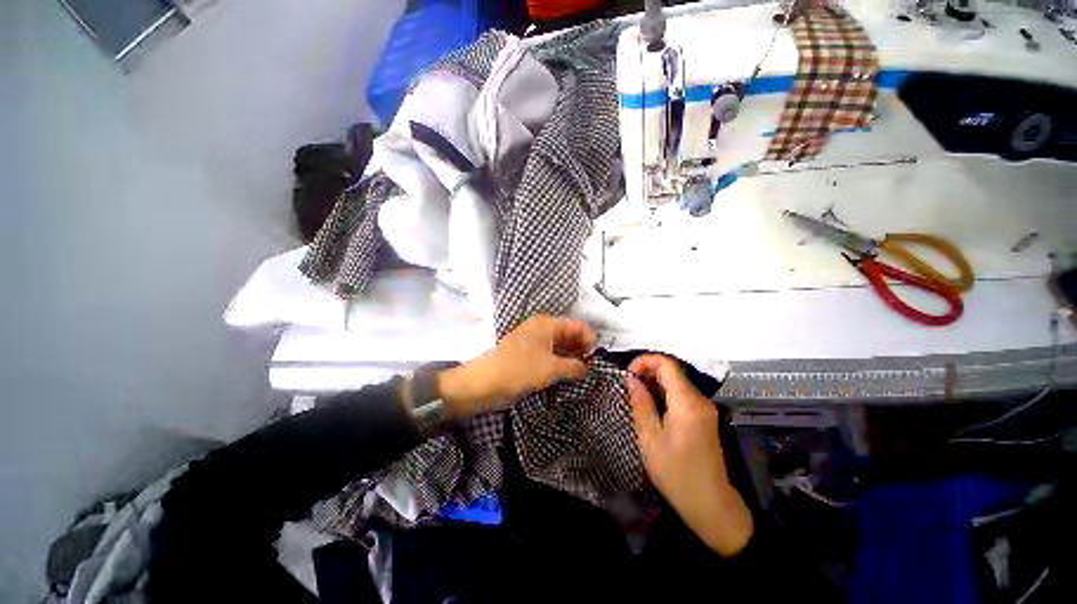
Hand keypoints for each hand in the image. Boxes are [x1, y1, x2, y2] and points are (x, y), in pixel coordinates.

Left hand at [437, 316, 595, 417]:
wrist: (485, 383)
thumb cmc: (520, 370)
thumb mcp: (551, 368)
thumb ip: (574, 367)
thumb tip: (588, 368)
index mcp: (547, 324)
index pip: (577, 326)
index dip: (590, 340)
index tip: (597, 359)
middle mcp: (542, 329)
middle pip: (569, 335)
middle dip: (582, 349)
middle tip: (593, 368)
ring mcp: (534, 342)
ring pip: (560, 346)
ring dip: (572, 358)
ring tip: (583, 374)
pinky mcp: (529, 356)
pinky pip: (550, 356)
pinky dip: (560, 363)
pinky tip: (568, 375)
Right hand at [627, 354, 753, 556]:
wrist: (710, 504)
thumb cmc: (676, 473)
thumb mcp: (650, 438)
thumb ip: (641, 404)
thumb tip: (632, 379)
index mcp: (687, 402)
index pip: (667, 364)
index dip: (645, 361)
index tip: (627, 373)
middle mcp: (700, 399)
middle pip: (673, 370)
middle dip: (648, 371)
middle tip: (628, 385)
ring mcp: (705, 408)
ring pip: (677, 382)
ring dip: (655, 382)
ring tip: (635, 395)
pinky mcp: (704, 417)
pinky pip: (682, 394)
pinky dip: (664, 393)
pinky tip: (652, 406)